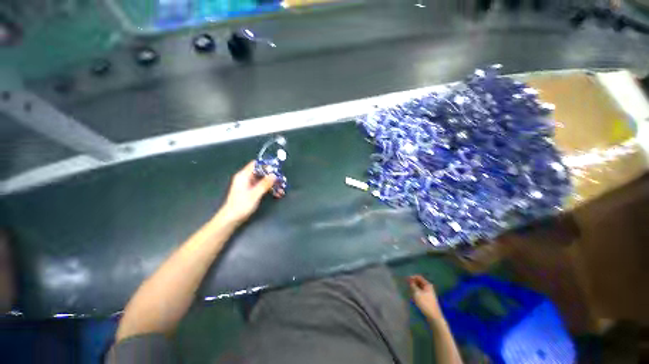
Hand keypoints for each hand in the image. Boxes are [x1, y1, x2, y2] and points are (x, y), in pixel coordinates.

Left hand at [219, 161, 276, 225]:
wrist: (231, 219)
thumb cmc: (241, 205)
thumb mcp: (255, 194)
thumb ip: (265, 184)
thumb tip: (274, 175)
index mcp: (244, 176)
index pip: (256, 164)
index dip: (266, 165)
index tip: (276, 169)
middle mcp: (245, 178)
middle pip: (261, 172)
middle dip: (272, 176)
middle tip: (281, 180)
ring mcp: (248, 184)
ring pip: (262, 179)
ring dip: (272, 183)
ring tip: (281, 189)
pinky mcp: (250, 190)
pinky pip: (261, 186)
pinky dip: (269, 188)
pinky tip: (276, 193)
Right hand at [409, 275, 442, 320]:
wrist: (433, 316)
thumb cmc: (425, 303)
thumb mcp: (417, 293)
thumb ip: (413, 285)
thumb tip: (410, 280)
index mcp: (427, 284)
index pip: (418, 277)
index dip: (412, 277)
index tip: (406, 279)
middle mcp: (428, 287)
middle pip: (419, 282)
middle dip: (413, 283)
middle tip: (407, 286)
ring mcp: (428, 293)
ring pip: (419, 288)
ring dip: (414, 288)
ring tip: (409, 292)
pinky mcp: (427, 298)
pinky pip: (420, 292)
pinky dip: (416, 293)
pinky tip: (413, 297)